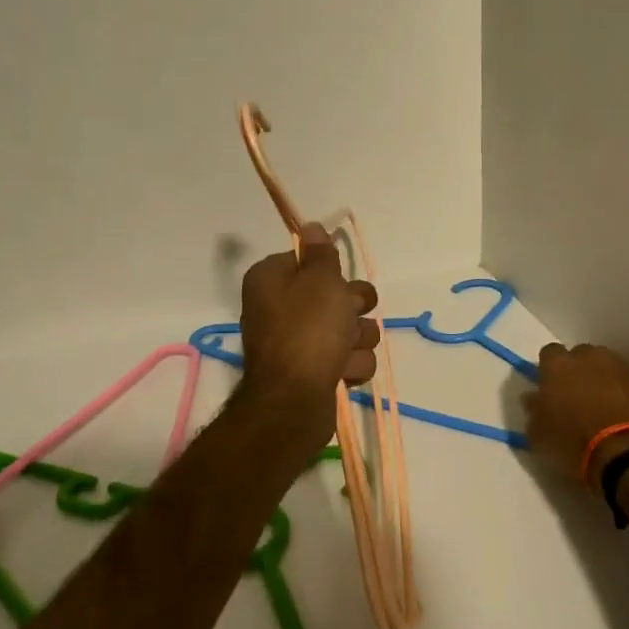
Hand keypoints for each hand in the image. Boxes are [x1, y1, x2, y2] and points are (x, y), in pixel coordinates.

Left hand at [239, 224, 381, 425]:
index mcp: (272, 280)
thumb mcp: (320, 281)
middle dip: (354, 307)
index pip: (308, 261)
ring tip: (345, 352)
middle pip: (337, 294)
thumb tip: (311, 226)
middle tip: (348, 315)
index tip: (337, 281)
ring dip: (357, 339)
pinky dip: (351, 365)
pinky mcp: (315, 372)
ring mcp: (298, 343)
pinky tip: (343, 373)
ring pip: (350, 329)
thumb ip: (321, 253)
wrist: (295, 402)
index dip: (330, 272)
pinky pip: (348, 358)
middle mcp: (281, 308)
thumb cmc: (307, 332)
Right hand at [526, 342, 628, 485]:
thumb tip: (532, 398)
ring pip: (607, 365)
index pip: (549, 353)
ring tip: (603, 404)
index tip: (551, 387)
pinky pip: (628, 380)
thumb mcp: (538, 434)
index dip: (550, 370)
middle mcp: (589, 357)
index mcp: (558, 365)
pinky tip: (622, 411)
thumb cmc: (573, 442)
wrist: (628, 451)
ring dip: (603, 378)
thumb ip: (533, 410)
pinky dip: (624, 391)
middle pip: (580, 355)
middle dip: (578, 370)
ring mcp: (620, 366)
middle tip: (577, 396)